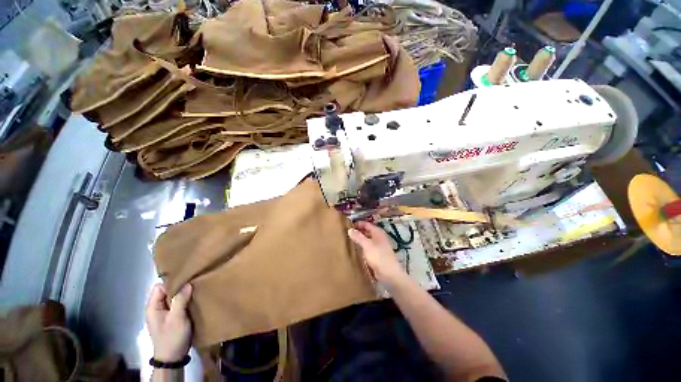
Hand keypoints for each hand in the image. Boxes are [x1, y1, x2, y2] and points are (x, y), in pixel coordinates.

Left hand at [146, 283, 192, 361]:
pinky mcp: (172, 318)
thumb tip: (188, 284)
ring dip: (184, 294)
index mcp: (153, 307)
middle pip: (167, 291)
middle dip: (180, 287)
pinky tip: (194, 300)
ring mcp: (165, 313)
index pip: (160, 286)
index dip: (172, 282)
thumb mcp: (176, 318)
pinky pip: (178, 304)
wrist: (173, 358)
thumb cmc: (172, 337)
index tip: (187, 279)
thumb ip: (180, 300)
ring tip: (196, 290)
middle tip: (194, 283)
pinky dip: (186, 301)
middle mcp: (157, 308)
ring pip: (174, 297)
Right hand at [348, 221, 407, 286]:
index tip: (348, 224)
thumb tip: (349, 229)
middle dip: (359, 230)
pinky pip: (369, 247)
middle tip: (348, 232)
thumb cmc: (378, 256)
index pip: (367, 224)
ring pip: (368, 239)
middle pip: (368, 231)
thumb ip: (358, 237)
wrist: (389, 274)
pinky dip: (363, 246)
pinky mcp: (378, 255)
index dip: (358, 223)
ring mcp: (379, 246)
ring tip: (350, 239)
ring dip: (360, 239)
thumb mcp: (367, 245)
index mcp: (378, 232)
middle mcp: (379, 237)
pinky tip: (357, 249)